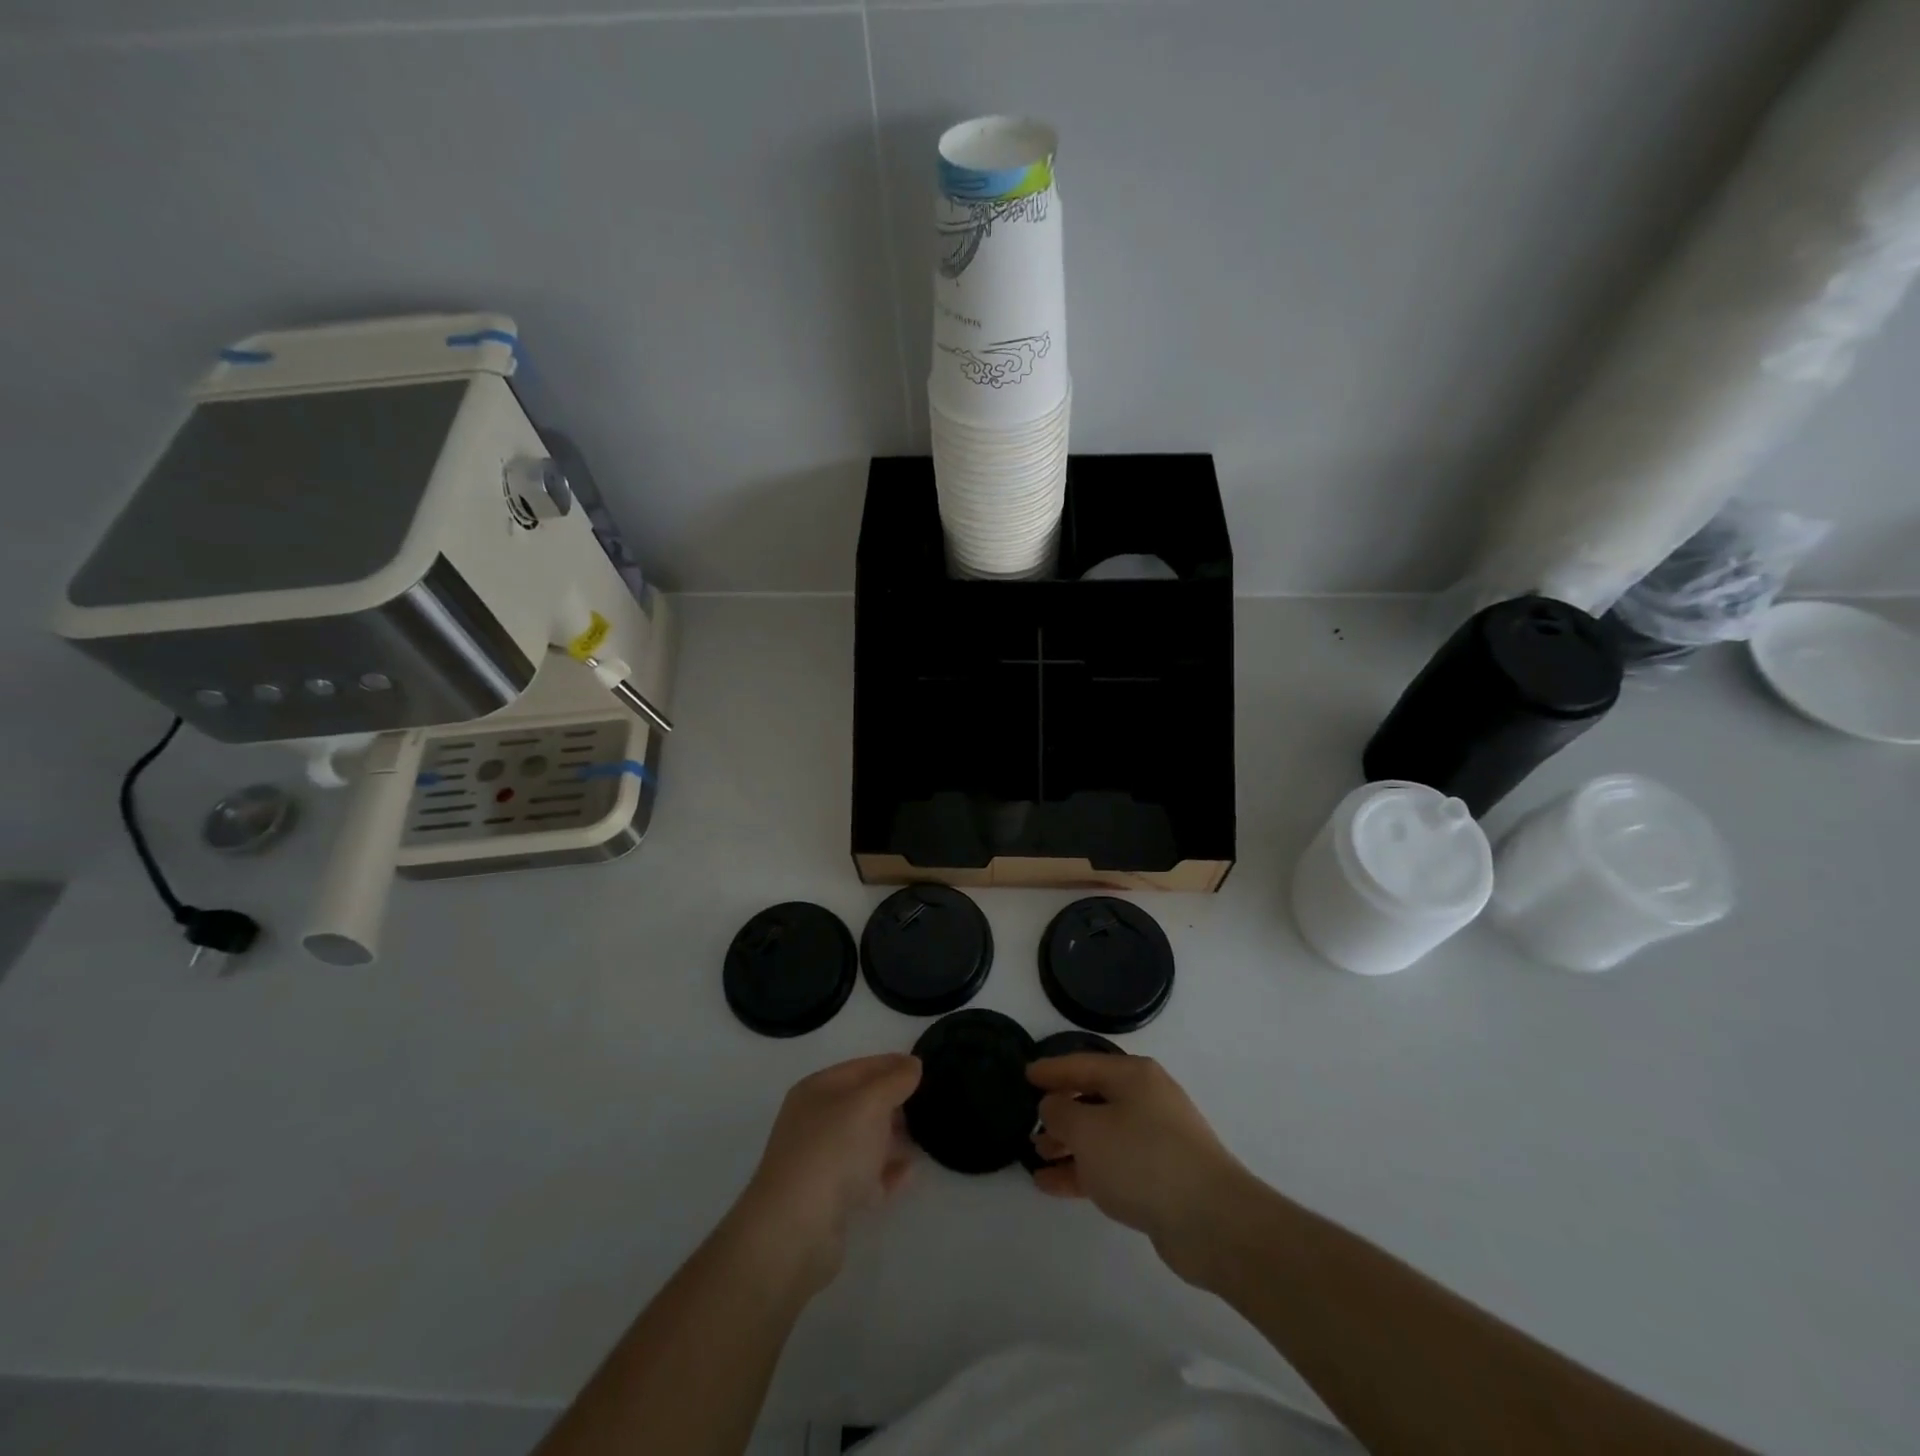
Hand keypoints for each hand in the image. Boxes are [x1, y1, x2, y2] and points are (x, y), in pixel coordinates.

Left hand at [733, 1054, 921, 1292]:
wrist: (795, 1230)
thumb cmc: (832, 1150)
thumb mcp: (869, 1103)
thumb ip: (894, 1080)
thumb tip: (912, 1064)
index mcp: (817, 1091)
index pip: (860, 1068)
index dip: (892, 1064)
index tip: (924, 1067)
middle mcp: (815, 1122)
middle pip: (862, 1104)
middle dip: (894, 1102)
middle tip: (929, 1103)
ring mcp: (821, 1162)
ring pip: (864, 1141)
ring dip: (893, 1138)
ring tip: (926, 1136)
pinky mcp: (830, 1199)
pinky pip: (866, 1177)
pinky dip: (887, 1172)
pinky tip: (910, 1172)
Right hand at [1027, 1054, 1253, 1283]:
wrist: (1212, 1220)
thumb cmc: (1143, 1159)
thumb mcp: (1089, 1131)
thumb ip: (1061, 1113)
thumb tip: (1052, 1106)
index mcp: (1132, 1076)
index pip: (1082, 1064)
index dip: (1051, 1070)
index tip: (1025, 1075)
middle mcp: (1146, 1100)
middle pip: (1093, 1099)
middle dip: (1060, 1113)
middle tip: (1029, 1124)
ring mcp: (1155, 1139)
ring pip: (1101, 1135)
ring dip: (1068, 1145)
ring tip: (1036, 1158)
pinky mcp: (1160, 1177)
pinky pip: (1112, 1165)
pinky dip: (1083, 1171)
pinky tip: (1054, 1185)